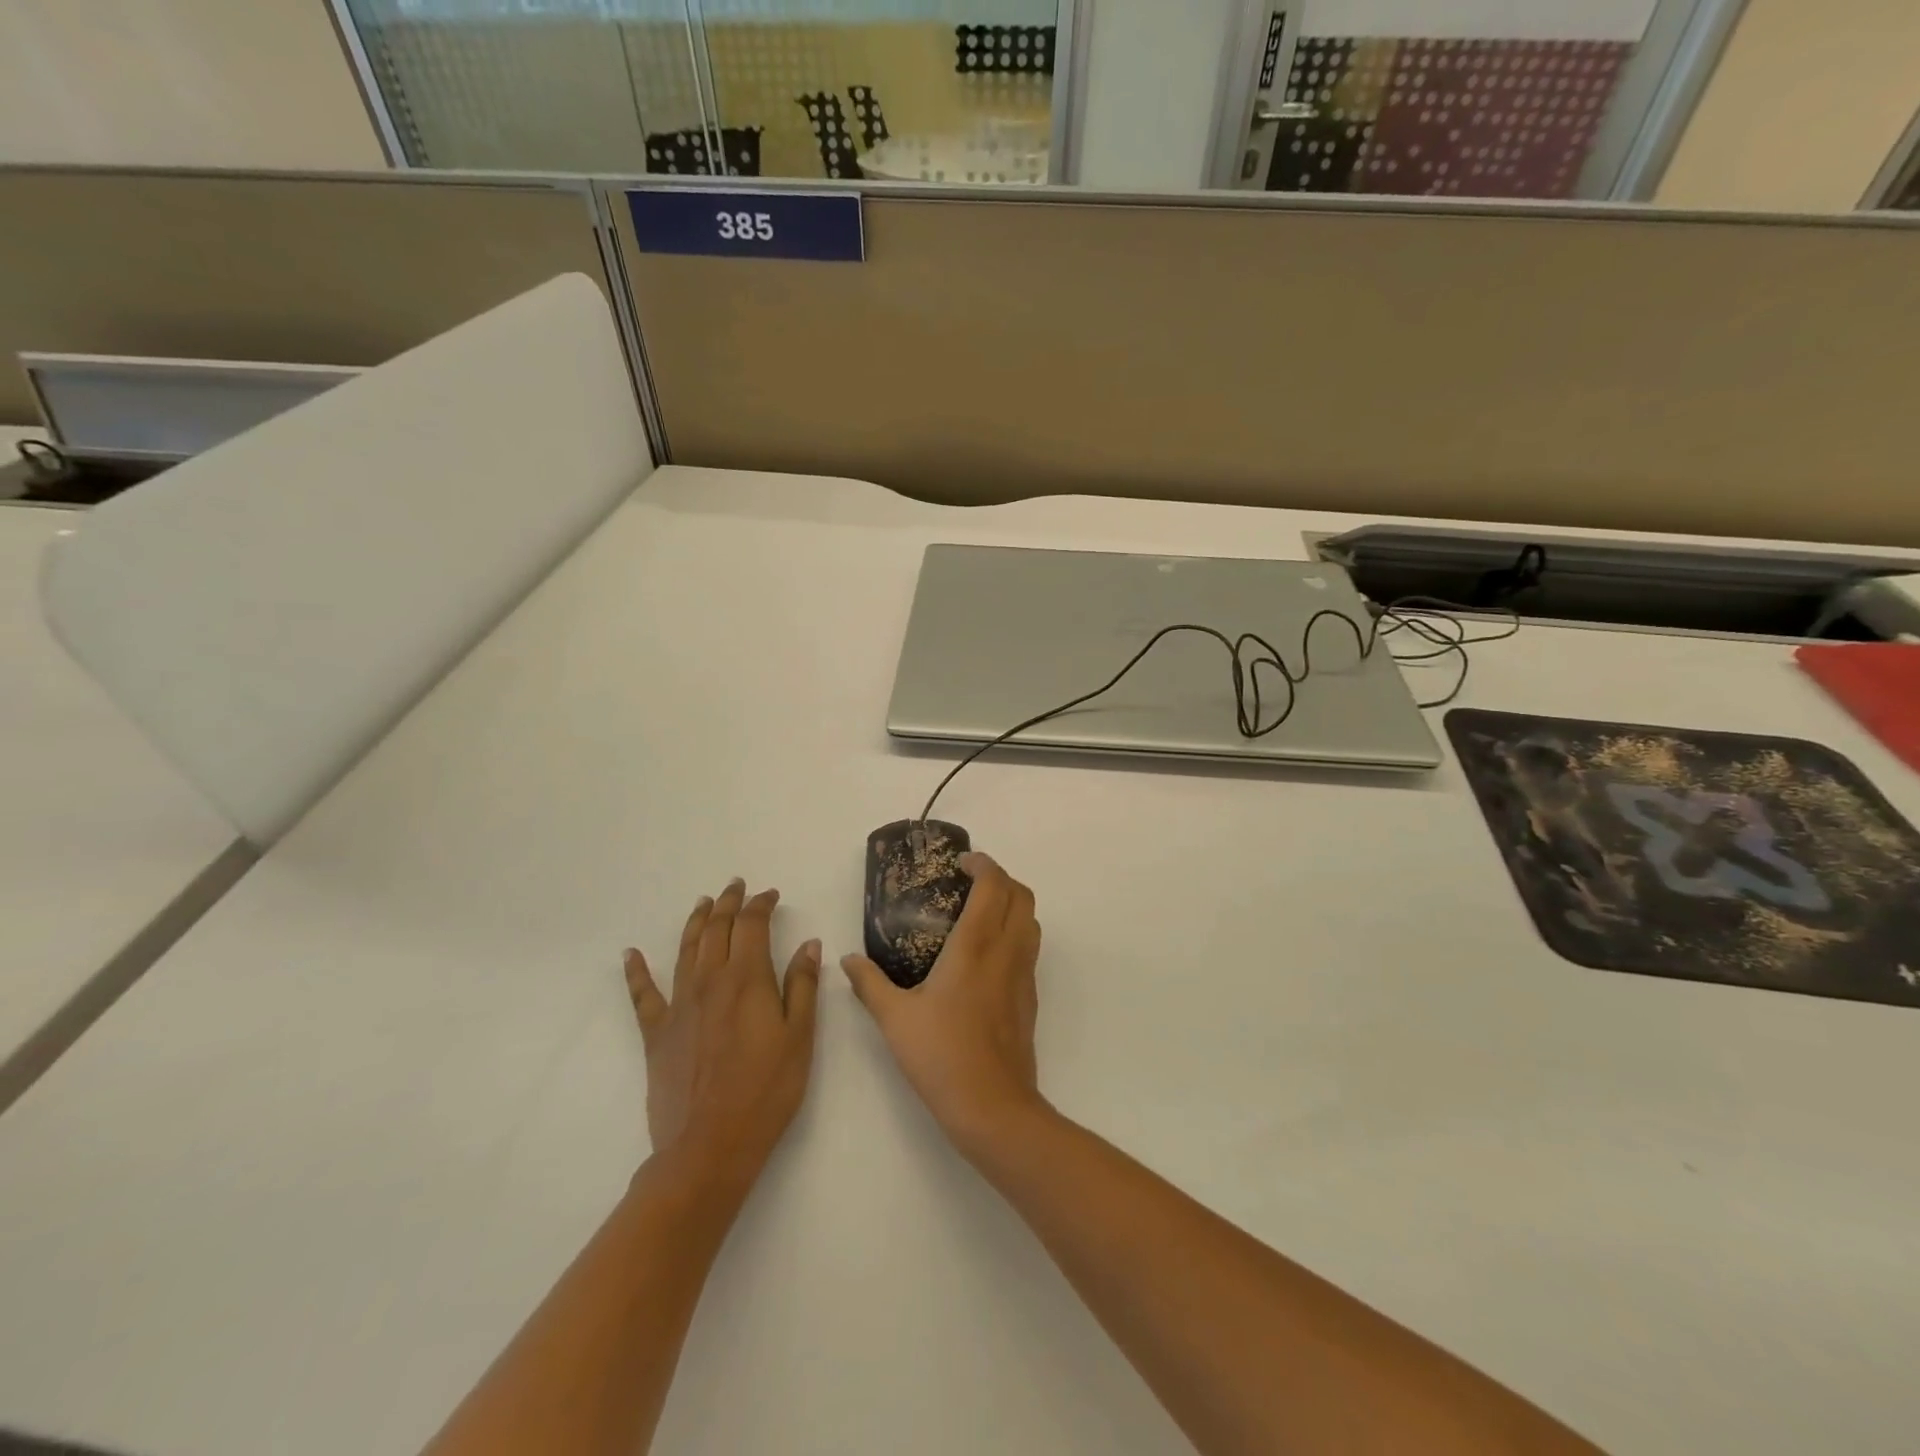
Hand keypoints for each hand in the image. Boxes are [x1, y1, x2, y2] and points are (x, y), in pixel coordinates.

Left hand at [624, 879, 820, 1195]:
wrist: (708, 1146)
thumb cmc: (766, 1091)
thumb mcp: (799, 1037)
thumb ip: (803, 986)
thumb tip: (809, 943)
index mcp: (747, 978)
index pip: (752, 925)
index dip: (761, 904)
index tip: (771, 895)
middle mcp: (710, 981)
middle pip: (717, 929)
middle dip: (728, 903)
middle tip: (736, 886)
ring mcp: (679, 1005)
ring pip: (686, 950)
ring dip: (695, 922)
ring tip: (702, 903)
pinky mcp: (656, 1033)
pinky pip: (643, 994)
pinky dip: (636, 971)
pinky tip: (630, 954)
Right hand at [842, 852, 1043, 1157]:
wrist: (992, 1106)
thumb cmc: (941, 1055)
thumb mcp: (894, 1018)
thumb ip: (869, 984)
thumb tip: (848, 961)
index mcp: (976, 945)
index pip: (994, 884)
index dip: (983, 864)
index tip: (962, 863)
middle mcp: (1007, 950)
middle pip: (1022, 894)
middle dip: (1001, 877)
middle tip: (970, 882)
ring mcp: (1024, 974)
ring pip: (1031, 920)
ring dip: (1012, 903)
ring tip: (979, 912)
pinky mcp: (1030, 996)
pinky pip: (1030, 947)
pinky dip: (1015, 932)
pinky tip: (986, 955)